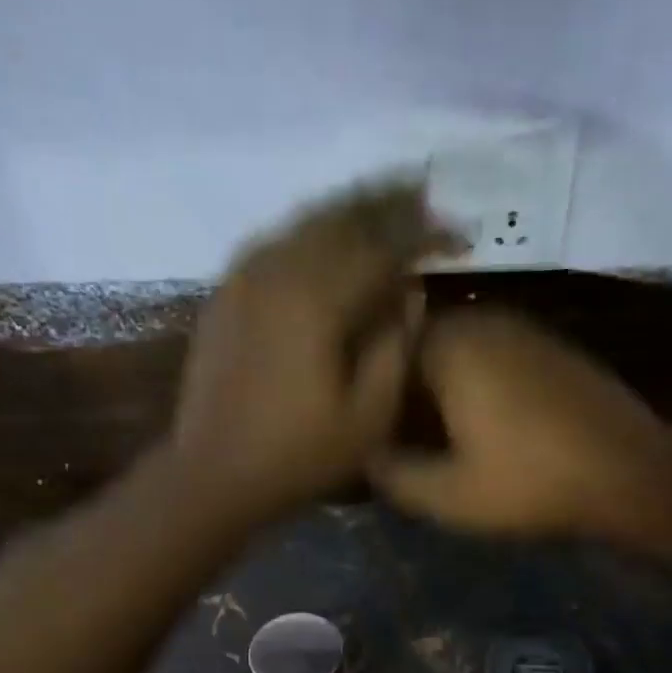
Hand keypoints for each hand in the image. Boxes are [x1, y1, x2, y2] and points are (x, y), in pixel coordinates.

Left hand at [171, 180, 460, 522]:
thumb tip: (410, 293)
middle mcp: (276, 271)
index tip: (459, 235)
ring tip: (382, 208)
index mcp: (316, 299)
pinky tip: (325, 241)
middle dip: (386, 203)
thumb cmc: (298, 455)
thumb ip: (396, 346)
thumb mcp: (368, 416)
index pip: (382, 246)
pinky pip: (273, 243)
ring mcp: (242, 279)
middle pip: (340, 217)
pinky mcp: (224, 296)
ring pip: (303, 223)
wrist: (212, 476)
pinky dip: (308, 233)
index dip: (425, 235)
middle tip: (424, 196)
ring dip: (347, 211)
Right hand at [370, 308, 671, 539]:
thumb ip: (392, 475)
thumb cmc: (532, 483)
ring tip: (439, 437)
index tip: (369, 432)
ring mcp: (524, 330)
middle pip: (420, 348)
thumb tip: (365, 456)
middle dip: (406, 390)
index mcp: (450, 346)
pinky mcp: (554, 348)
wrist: (632, 476)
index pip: (383, 352)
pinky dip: (478, 386)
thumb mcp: (448, 496)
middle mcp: (484, 321)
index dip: (369, 393)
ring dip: (442, 389)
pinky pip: (495, 359)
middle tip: (401, 437)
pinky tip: (486, 427)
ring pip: (459, 353)